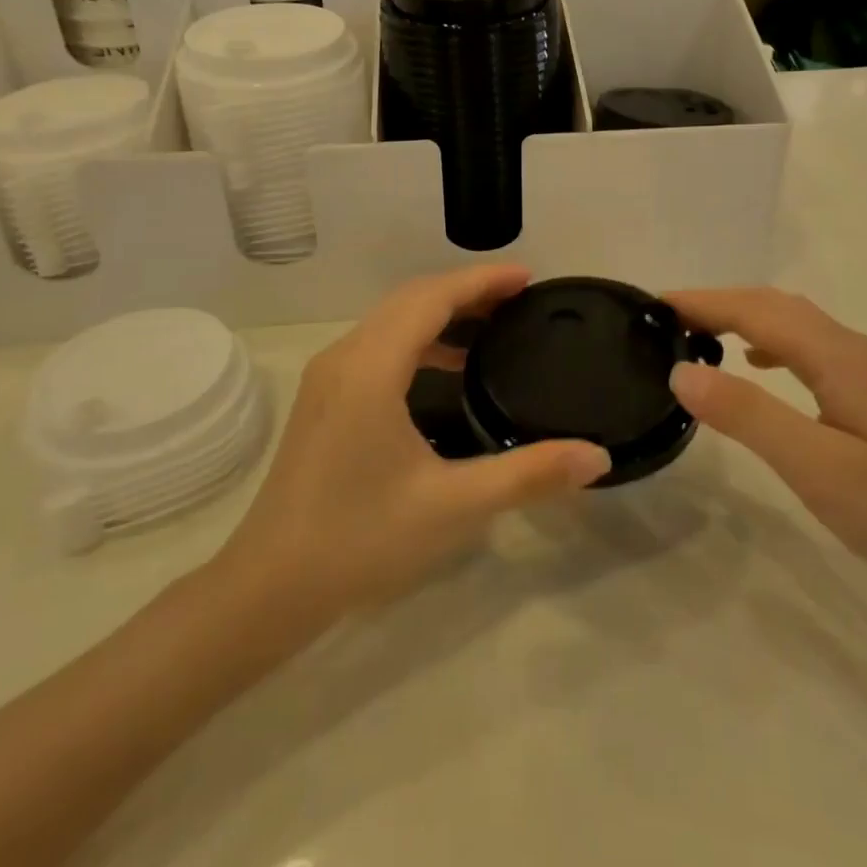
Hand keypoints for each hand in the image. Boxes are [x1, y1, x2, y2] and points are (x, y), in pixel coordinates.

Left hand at [222, 265, 610, 615]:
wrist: (268, 588)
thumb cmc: (360, 540)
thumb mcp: (453, 506)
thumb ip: (528, 474)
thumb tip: (597, 456)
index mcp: (371, 368)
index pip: (432, 298)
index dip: (481, 281)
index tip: (529, 278)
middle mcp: (345, 357)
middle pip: (411, 299)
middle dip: (467, 290)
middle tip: (519, 298)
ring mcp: (329, 377)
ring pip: (392, 319)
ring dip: (441, 311)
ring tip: (493, 324)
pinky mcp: (325, 398)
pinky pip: (379, 343)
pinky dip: (419, 337)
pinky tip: (449, 367)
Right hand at [666, 288, 866, 618]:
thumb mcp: (817, 469)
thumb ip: (748, 415)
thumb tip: (683, 370)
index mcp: (842, 358)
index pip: (758, 312)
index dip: (705, 302)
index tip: (654, 304)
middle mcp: (858, 351)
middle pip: (778, 308)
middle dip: (721, 304)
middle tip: (668, 319)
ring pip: (797, 327)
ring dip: (746, 320)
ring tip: (702, 336)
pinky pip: (813, 351)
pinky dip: (774, 346)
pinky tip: (761, 370)